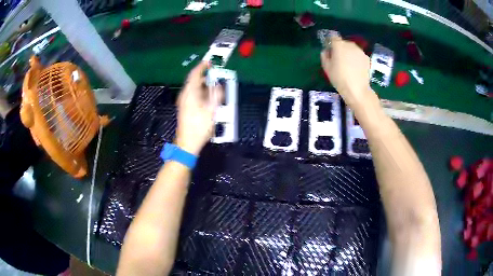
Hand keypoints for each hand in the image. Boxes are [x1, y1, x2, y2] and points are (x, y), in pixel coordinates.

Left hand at [175, 62, 222, 155]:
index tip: (209, 62)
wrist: (187, 143)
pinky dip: (201, 91)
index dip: (202, 67)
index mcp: (190, 93)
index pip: (194, 75)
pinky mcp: (185, 107)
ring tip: (214, 84)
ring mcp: (184, 102)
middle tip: (215, 73)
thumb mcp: (211, 110)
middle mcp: (185, 95)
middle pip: (193, 80)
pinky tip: (208, 96)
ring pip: (193, 88)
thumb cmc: (199, 127)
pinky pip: (193, 94)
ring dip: (203, 84)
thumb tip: (218, 85)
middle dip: (204, 75)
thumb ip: (216, 95)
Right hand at [320, 33, 372, 107]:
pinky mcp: (367, 58)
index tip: (329, 49)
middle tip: (338, 59)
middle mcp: (350, 45)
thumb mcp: (326, 67)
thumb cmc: (339, 78)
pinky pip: (358, 55)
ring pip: (352, 49)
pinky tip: (355, 68)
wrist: (357, 90)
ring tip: (348, 65)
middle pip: (343, 43)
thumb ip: (324, 55)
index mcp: (339, 45)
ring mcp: (360, 51)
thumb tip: (327, 51)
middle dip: (340, 48)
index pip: (333, 37)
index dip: (330, 42)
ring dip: (349, 53)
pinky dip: (356, 59)